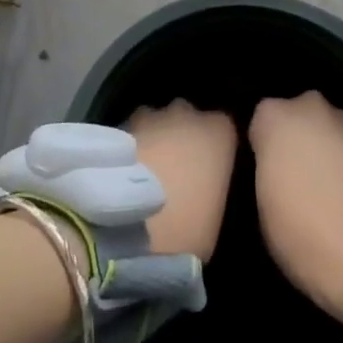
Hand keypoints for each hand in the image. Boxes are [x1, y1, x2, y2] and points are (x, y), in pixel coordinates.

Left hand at [126, 101, 236, 260]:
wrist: (126, 229)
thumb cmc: (184, 227)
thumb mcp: (215, 214)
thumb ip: (213, 185)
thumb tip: (203, 185)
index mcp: (219, 131)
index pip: (224, 128)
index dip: (215, 149)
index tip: (209, 171)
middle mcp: (187, 113)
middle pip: (189, 117)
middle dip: (183, 135)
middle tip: (177, 169)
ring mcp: (150, 116)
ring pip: (157, 120)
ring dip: (155, 137)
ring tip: (147, 171)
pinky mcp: (118, 125)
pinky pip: (131, 133)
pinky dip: (131, 148)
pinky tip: (124, 174)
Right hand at [250, 92, 342, 333]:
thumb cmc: (303, 231)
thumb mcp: (261, 207)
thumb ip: (265, 171)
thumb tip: (274, 169)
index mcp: (274, 116)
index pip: (258, 123)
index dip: (260, 150)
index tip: (263, 176)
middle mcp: (310, 105)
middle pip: (295, 118)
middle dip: (294, 141)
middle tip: (292, 179)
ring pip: (325, 129)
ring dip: (323, 149)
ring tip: (324, 188)